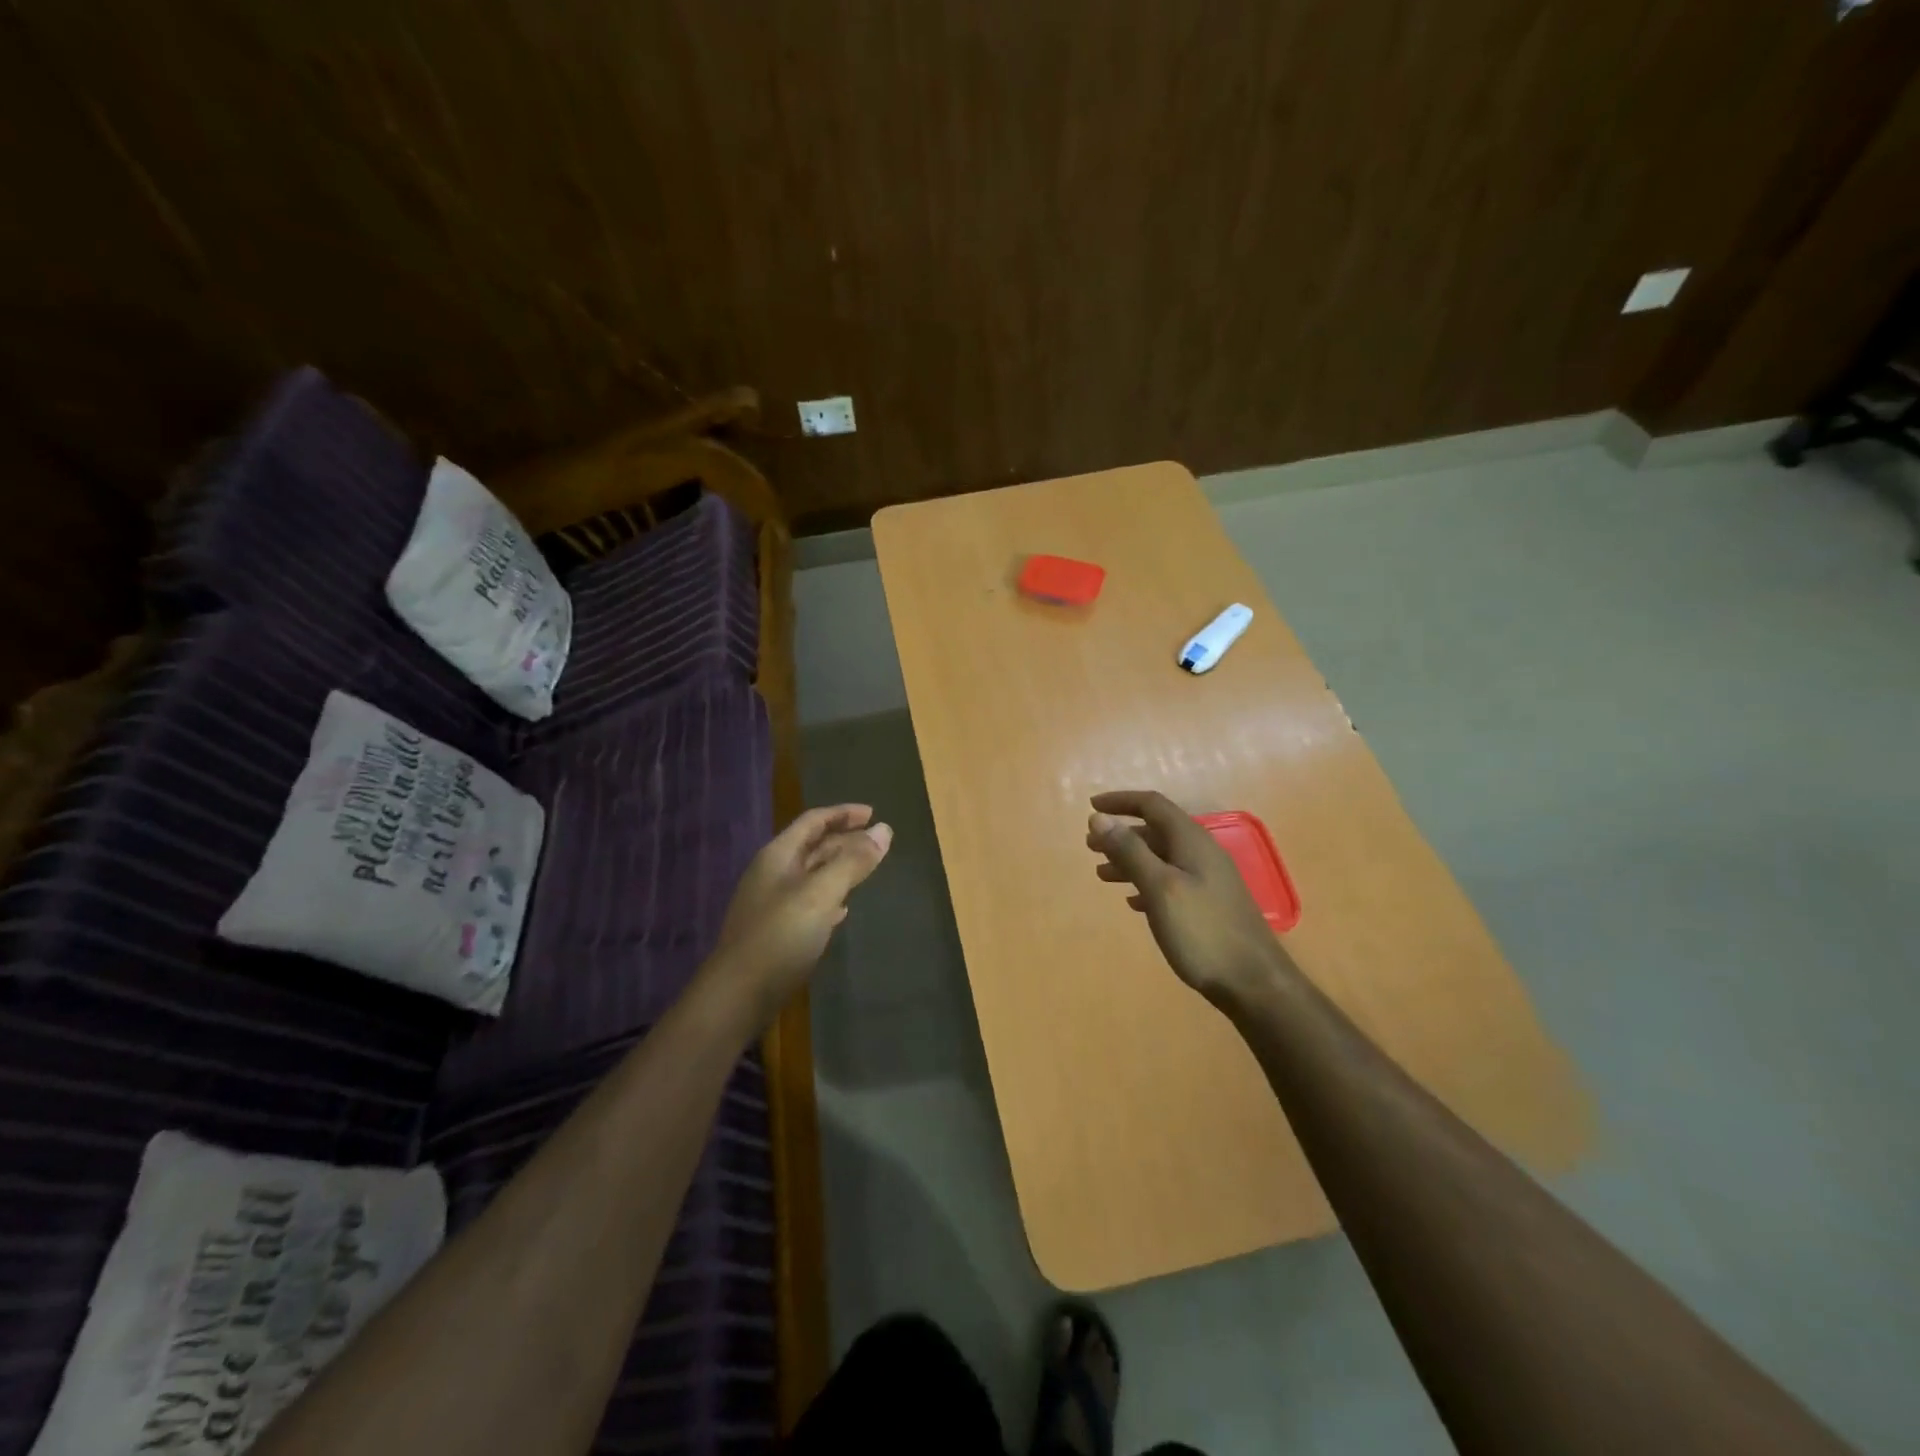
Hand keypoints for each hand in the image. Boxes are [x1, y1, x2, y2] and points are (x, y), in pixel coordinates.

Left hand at [712, 804, 892, 1024]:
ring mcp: (773, 904)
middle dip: (845, 840)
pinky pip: (809, 903)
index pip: (813, 821)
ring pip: (812, 875)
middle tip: (878, 842)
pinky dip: (830, 897)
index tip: (873, 813)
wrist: (738, 995)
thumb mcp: (821, 893)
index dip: (843, 813)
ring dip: (839, 868)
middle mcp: (773, 874)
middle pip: (813, 847)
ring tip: (867, 869)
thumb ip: (853, 862)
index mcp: (779, 856)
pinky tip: (843, 910)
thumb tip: (885, 829)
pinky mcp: (777, 932)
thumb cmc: (780, 936)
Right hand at [1087, 789, 1288, 1010]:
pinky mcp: (1209, 905)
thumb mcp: (1160, 888)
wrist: (1254, 983)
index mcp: (1191, 841)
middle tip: (1090, 847)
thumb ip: (1130, 851)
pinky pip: (1171, 881)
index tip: (1090, 807)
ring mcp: (1208, 880)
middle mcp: (1202, 852)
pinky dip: (1146, 882)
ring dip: (1130, 860)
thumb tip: (1099, 818)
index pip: (1152, 804)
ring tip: (1102, 874)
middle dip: (1121, 834)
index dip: (1120, 801)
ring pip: (1162, 857)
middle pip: (1156, 830)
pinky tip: (1133, 901)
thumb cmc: (1202, 932)